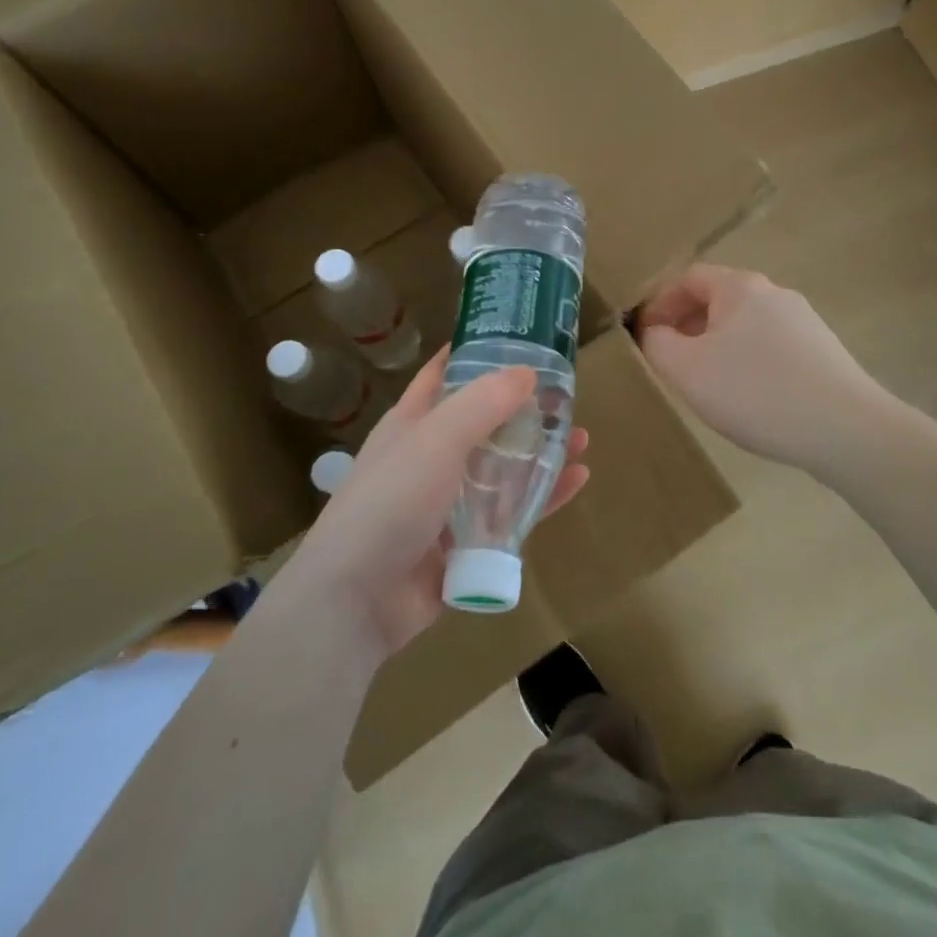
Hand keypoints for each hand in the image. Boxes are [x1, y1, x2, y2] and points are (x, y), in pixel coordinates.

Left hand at [294, 348, 588, 659]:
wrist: (356, 601)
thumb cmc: (389, 503)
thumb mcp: (435, 440)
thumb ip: (482, 403)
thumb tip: (527, 371)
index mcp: (413, 423)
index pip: (444, 373)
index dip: (476, 352)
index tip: (519, 335)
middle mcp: (432, 457)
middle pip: (485, 421)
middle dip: (524, 407)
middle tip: (567, 393)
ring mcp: (450, 502)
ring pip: (505, 467)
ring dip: (540, 452)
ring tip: (580, 437)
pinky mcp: (468, 542)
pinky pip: (513, 513)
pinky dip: (544, 496)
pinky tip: (577, 479)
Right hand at [638, 265, 887, 472]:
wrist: (845, 429)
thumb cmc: (755, 392)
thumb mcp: (687, 370)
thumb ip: (657, 344)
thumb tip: (655, 332)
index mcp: (740, 287)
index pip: (688, 278)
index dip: (659, 303)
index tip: (644, 336)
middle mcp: (775, 293)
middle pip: (719, 299)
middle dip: (687, 325)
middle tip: (670, 361)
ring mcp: (805, 321)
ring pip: (746, 325)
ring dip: (717, 345)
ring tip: (706, 382)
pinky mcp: (823, 351)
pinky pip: (771, 347)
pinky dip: (748, 361)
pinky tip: (748, 396)